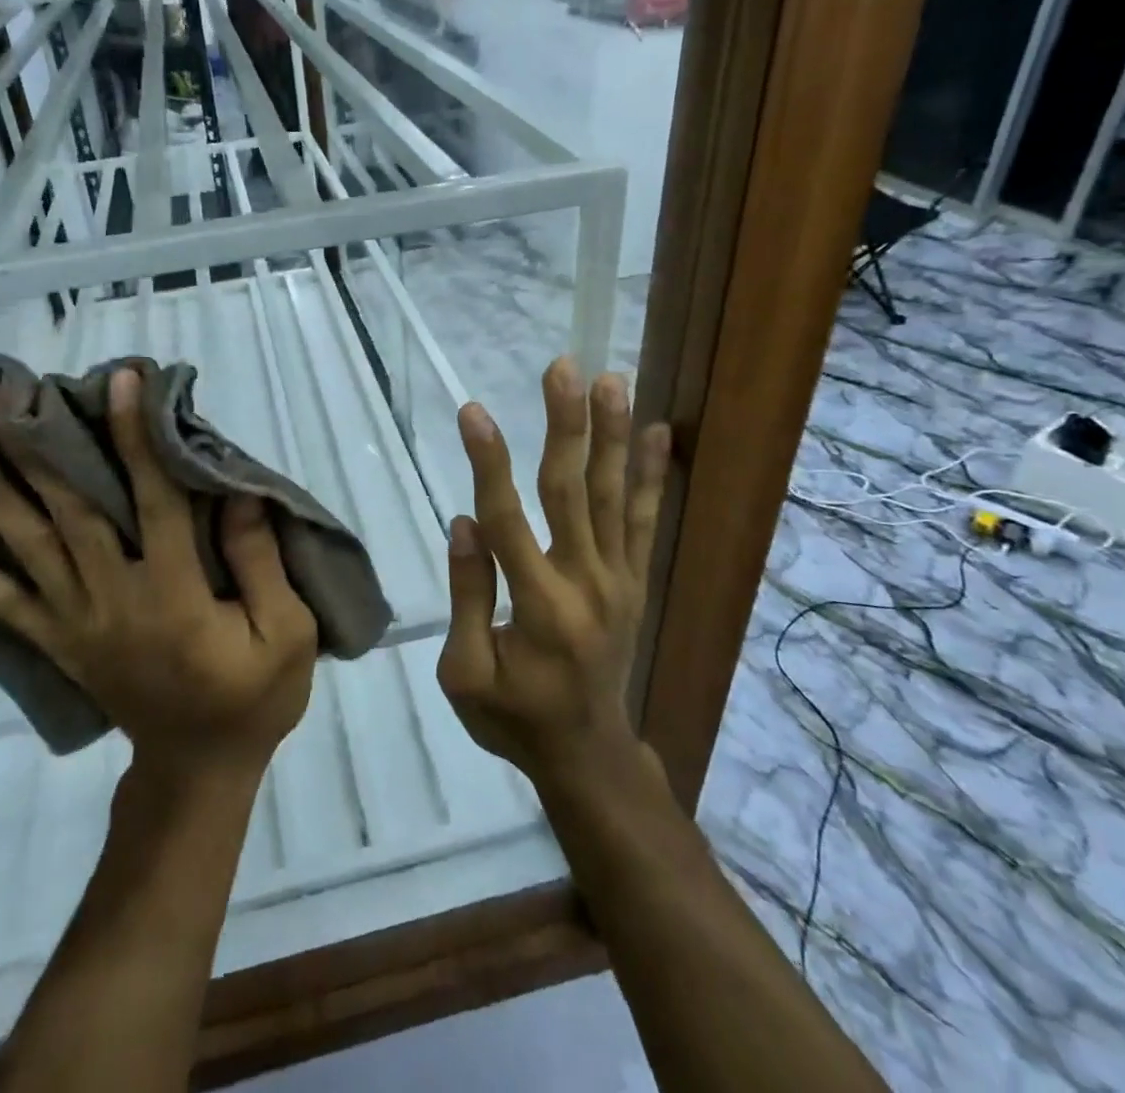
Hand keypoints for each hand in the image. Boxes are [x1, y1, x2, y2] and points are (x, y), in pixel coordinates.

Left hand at [0, 368, 316, 780]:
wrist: (198, 768)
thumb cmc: (252, 697)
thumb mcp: (288, 633)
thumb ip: (260, 561)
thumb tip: (234, 491)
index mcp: (176, 593)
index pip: (154, 499)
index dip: (137, 437)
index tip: (123, 380)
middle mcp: (114, 598)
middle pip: (69, 512)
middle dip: (35, 448)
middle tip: (0, 393)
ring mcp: (77, 621)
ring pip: (27, 547)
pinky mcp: (58, 641)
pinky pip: (2, 605)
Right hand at [436, 358, 671, 789]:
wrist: (589, 757)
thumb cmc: (514, 719)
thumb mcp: (466, 675)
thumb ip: (469, 597)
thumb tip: (466, 523)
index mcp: (538, 607)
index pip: (508, 519)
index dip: (489, 462)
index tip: (474, 411)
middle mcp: (587, 583)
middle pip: (573, 491)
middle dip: (566, 425)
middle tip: (564, 368)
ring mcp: (619, 580)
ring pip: (615, 496)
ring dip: (613, 435)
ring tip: (613, 381)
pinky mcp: (635, 582)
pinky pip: (646, 521)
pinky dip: (652, 476)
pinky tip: (658, 433)